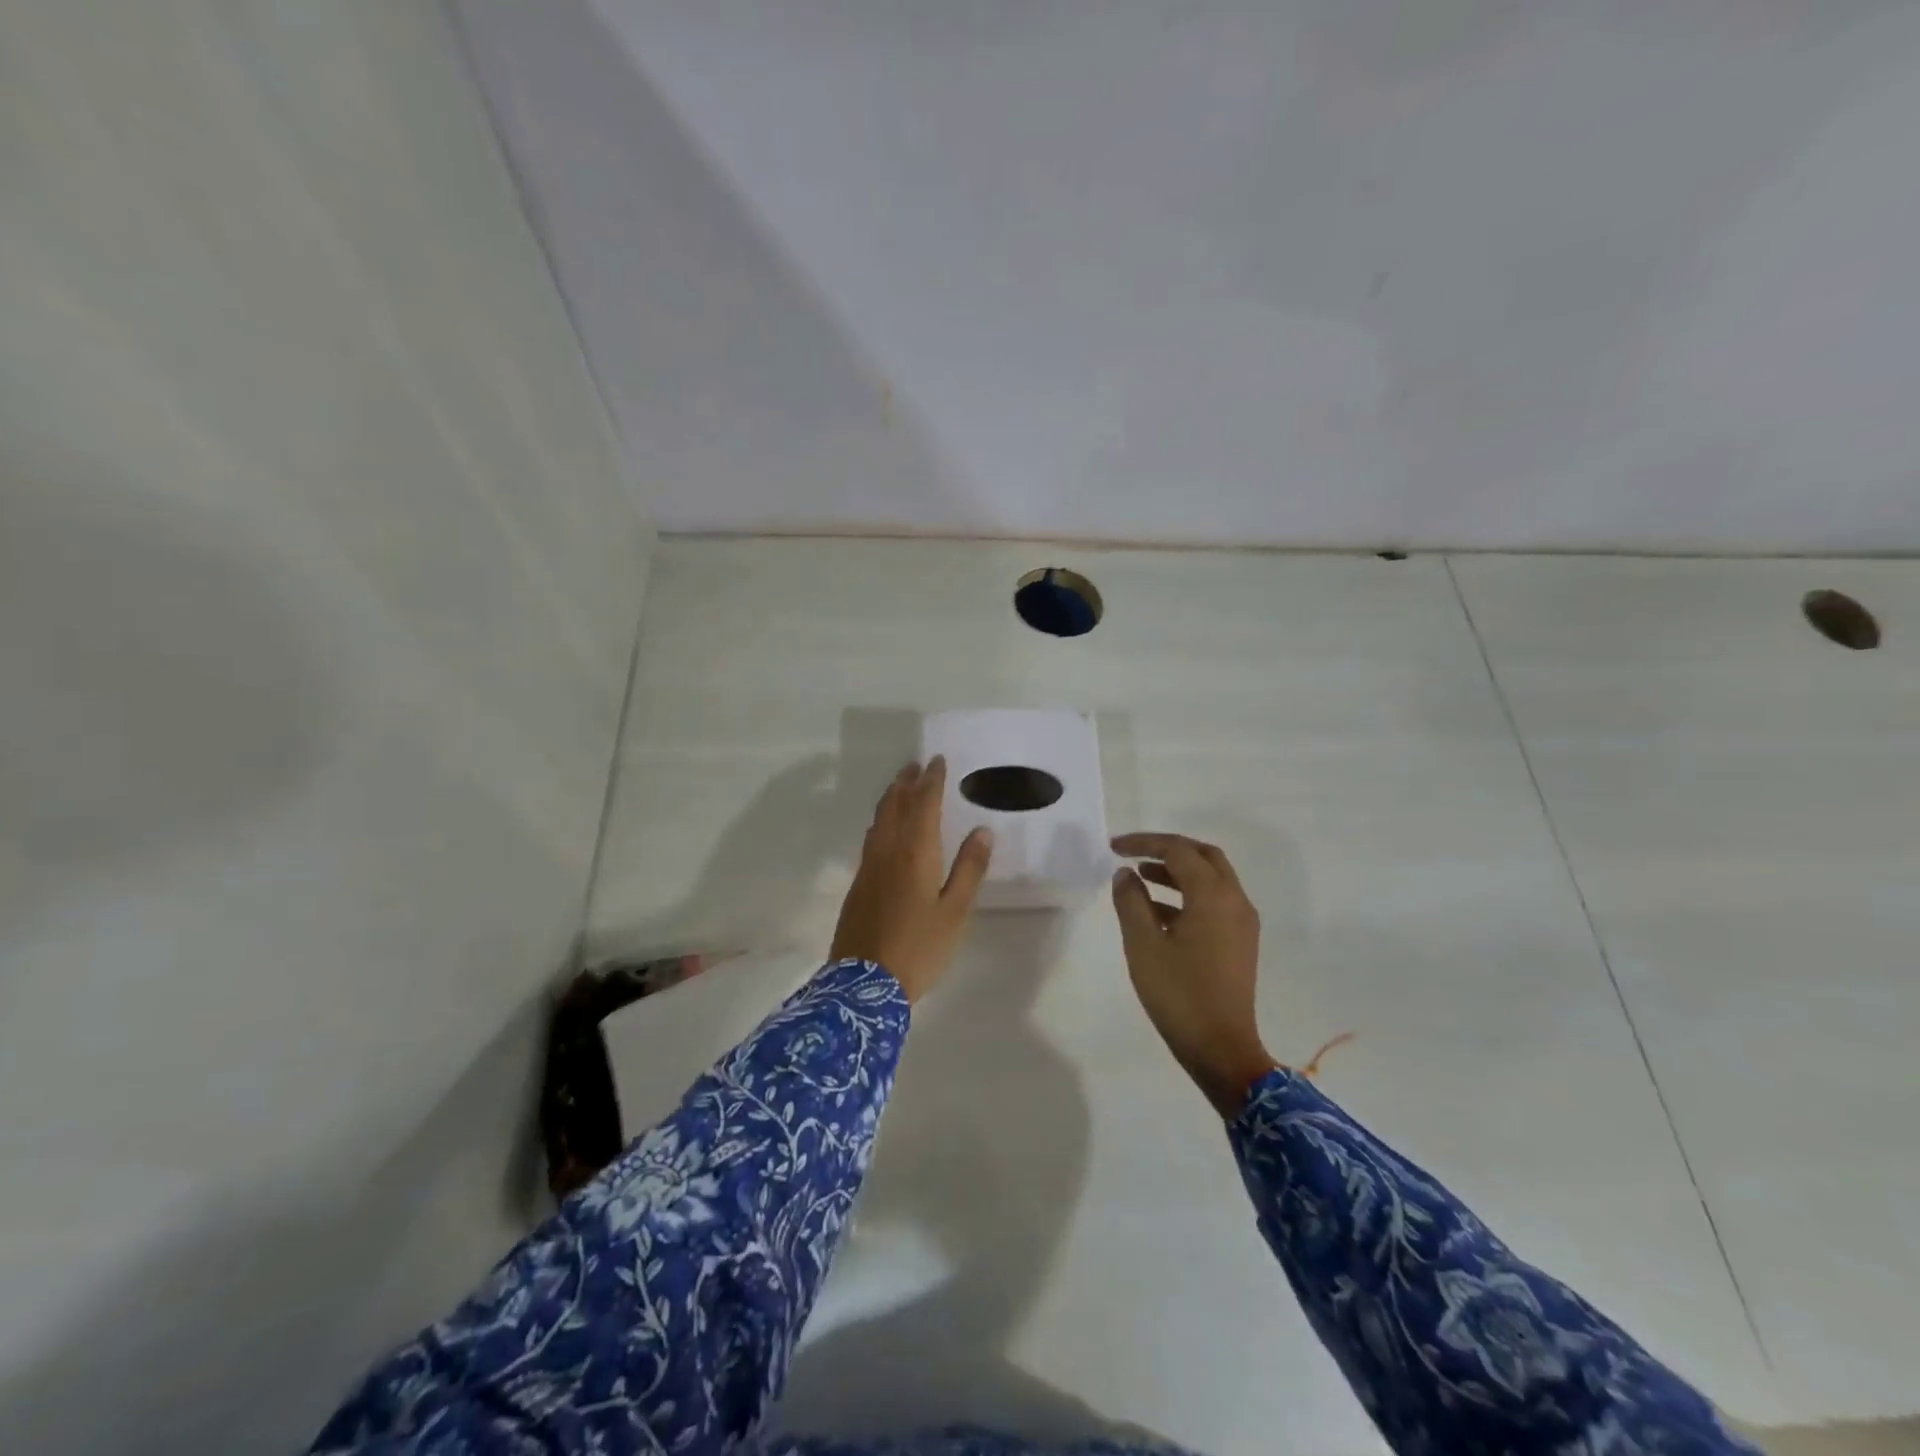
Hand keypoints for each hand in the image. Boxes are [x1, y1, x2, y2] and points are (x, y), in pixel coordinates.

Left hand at [830, 758, 992, 1003]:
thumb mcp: (955, 911)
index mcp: (915, 853)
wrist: (863, 984)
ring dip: (890, 798)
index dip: (932, 781)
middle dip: (906, 782)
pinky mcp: (858, 884)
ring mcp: (868, 867)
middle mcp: (888, 851)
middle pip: (894, 806)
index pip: (923, 805)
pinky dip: (881, 821)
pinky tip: (885, 829)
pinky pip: (871, 838)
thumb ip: (969, 869)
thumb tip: (982, 830)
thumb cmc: (919, 947)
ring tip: (900, 787)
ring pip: (878, 821)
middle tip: (915, 765)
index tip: (937, 761)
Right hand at [1111, 833, 1274, 1117]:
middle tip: (1134, 853)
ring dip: (1178, 871)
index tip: (1113, 848)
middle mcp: (1234, 900)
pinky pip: (1215, 901)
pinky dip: (1188, 894)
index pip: (1178, 851)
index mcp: (1213, 896)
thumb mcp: (1143, 945)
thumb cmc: (1179, 994)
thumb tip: (1125, 874)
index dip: (1144, 843)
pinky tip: (1158, 912)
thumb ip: (1131, 901)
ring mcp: (1242, 922)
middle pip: (1203, 856)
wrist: (1221, 1049)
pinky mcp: (1240, 942)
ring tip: (1140, 877)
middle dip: (1167, 849)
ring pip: (1211, 878)